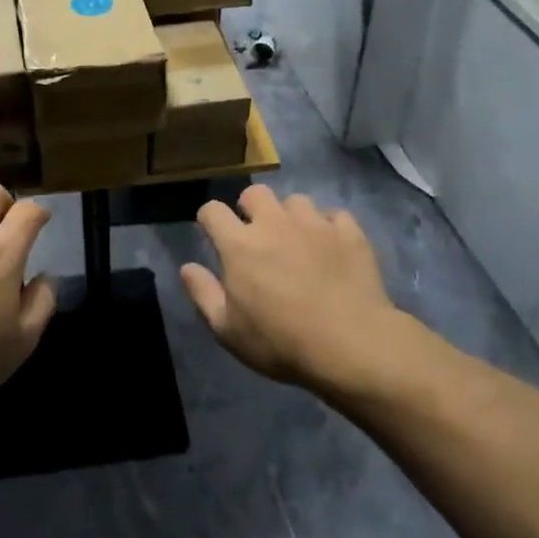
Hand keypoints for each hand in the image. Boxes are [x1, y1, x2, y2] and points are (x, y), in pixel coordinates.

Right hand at [181, 186, 398, 389]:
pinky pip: (335, 215)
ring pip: (295, 200)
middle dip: (250, 208)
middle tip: (257, 235)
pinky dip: (330, 227)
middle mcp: (274, 223)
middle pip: (255, 193)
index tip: (213, 235)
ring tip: (297, 240)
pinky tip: (332, 247)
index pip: (212, 210)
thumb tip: (187, 267)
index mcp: (239, 244)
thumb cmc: (281, 341)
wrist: (351, 344)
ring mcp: (314, 224)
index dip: (209, 219)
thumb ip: (203, 294)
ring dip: (291, 216)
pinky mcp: (349, 232)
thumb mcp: (228, 330)